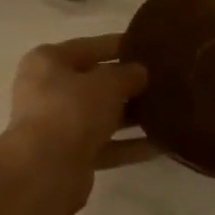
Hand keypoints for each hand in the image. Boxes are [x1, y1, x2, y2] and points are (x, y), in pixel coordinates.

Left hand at [5, 34, 155, 197]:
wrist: (46, 169)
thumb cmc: (72, 110)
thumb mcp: (107, 83)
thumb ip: (128, 74)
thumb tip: (139, 73)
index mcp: (48, 61)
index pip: (89, 47)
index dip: (119, 45)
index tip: (148, 46)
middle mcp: (47, 91)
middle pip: (94, 83)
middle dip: (127, 84)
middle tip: (163, 81)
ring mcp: (57, 125)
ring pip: (100, 116)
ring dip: (131, 116)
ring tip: (168, 112)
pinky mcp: (69, 156)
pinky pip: (105, 145)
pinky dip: (129, 145)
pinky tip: (162, 144)